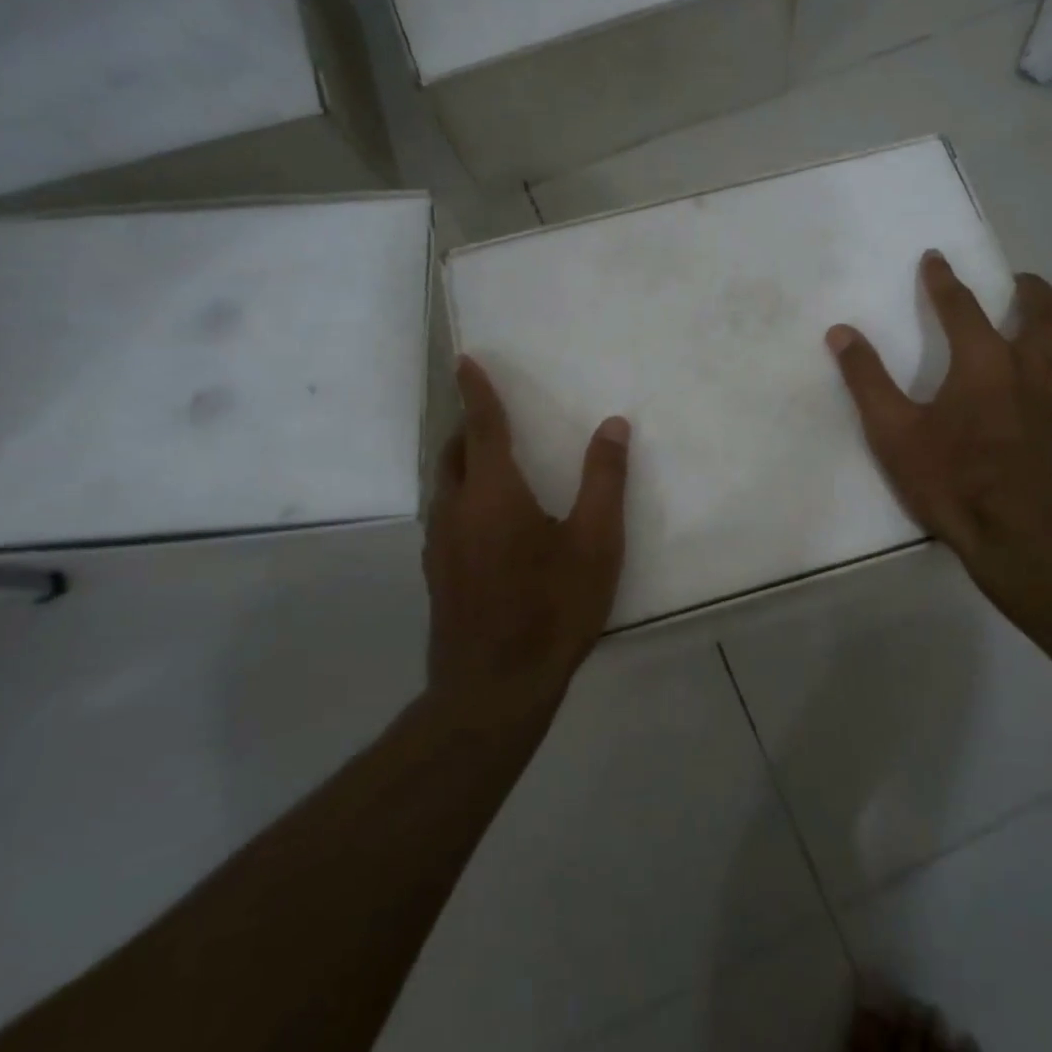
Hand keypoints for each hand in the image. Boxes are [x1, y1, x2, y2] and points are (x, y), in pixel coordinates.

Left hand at [424, 357, 630, 707]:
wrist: (493, 690)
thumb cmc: (552, 608)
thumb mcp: (597, 542)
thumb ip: (605, 479)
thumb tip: (613, 425)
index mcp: (494, 493)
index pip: (483, 427)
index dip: (477, 392)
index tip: (464, 361)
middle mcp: (456, 510)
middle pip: (454, 453)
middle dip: (469, 426)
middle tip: (490, 414)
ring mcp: (440, 545)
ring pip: (445, 485)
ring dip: (463, 462)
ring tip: (490, 461)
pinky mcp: (437, 574)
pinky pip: (445, 515)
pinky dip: (462, 495)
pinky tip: (486, 521)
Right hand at [826, 251, 1051, 579]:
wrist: (1027, 543)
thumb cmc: (955, 484)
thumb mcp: (895, 435)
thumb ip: (867, 379)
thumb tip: (841, 332)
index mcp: (985, 360)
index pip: (961, 303)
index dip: (943, 278)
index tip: (936, 259)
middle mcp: (1036, 365)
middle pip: (1045, 306)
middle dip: (1028, 286)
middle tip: (1016, 285)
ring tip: (1040, 334)